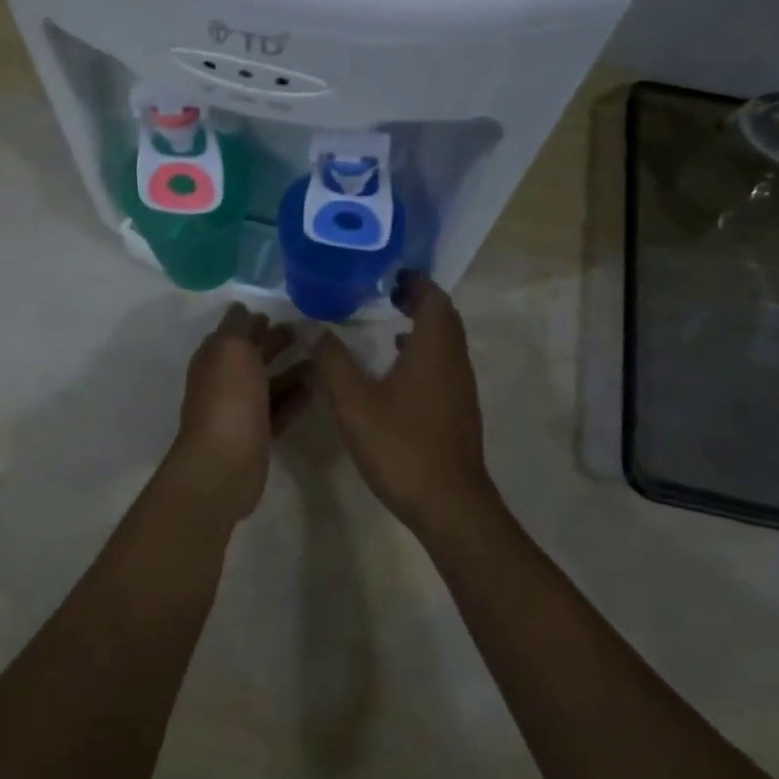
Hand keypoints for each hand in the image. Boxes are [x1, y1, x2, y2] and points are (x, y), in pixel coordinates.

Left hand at [164, 305, 312, 525]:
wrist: (224, 461)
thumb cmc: (228, 397)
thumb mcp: (231, 348)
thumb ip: (238, 326)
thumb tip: (242, 310)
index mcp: (213, 359)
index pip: (232, 334)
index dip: (251, 323)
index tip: (275, 315)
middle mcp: (223, 383)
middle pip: (251, 358)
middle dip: (272, 344)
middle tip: (302, 333)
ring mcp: (240, 411)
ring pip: (267, 385)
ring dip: (290, 372)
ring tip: (318, 361)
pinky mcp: (257, 436)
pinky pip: (278, 411)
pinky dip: (294, 399)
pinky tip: (314, 390)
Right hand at [314, 274, 493, 541]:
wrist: (448, 503)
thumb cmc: (401, 445)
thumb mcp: (354, 403)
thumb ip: (333, 363)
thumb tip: (318, 332)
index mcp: (434, 349)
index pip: (434, 299)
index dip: (415, 282)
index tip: (390, 274)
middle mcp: (454, 361)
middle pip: (444, 317)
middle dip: (419, 299)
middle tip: (387, 293)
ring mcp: (461, 387)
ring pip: (447, 341)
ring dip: (423, 325)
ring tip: (390, 322)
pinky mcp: (459, 409)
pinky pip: (444, 363)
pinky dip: (425, 351)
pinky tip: (398, 369)